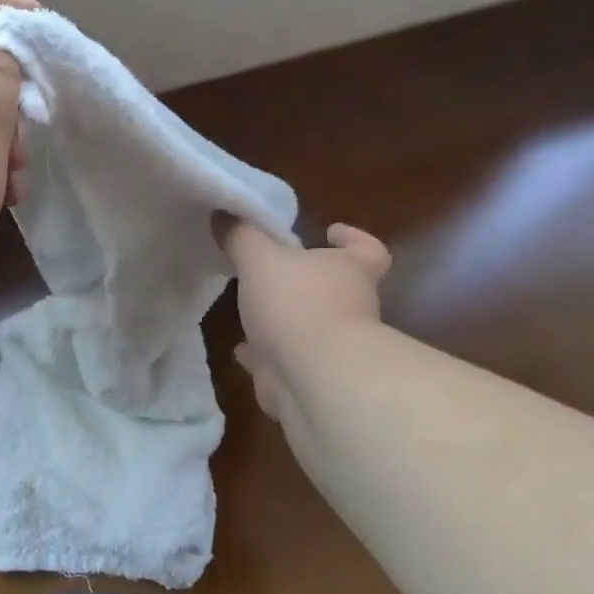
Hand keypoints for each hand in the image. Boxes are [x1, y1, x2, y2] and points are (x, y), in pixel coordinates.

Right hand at [217, 217, 390, 422]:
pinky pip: (287, 363)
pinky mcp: (313, 381)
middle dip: (308, 282)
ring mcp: (335, 349)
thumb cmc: (297, 303)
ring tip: (252, 311)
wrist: (315, 379)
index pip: (368, 250)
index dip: (353, 239)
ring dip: (286, 322)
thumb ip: (242, 235)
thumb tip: (224, 212)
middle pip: (337, 289)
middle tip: (274, 272)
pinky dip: (266, 357)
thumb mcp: (259, 258)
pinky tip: (242, 352)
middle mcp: (352, 308)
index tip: (330, 232)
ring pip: (311, 329)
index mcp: (350, 271)